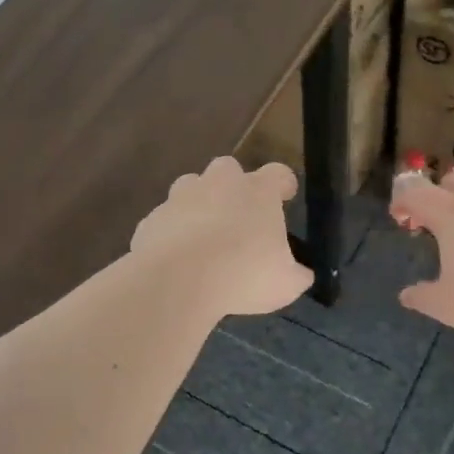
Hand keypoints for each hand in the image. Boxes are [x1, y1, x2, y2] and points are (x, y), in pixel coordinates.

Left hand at [131, 157, 312, 316]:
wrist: (177, 280)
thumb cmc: (243, 275)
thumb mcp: (286, 283)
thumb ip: (296, 274)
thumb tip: (301, 274)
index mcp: (258, 191)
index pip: (278, 173)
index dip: (283, 184)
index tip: (285, 196)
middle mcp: (219, 183)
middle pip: (228, 169)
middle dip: (233, 187)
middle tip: (238, 217)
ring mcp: (180, 197)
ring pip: (190, 188)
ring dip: (198, 206)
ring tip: (203, 238)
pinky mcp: (152, 219)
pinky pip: (165, 220)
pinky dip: (171, 233)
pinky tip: (176, 259)